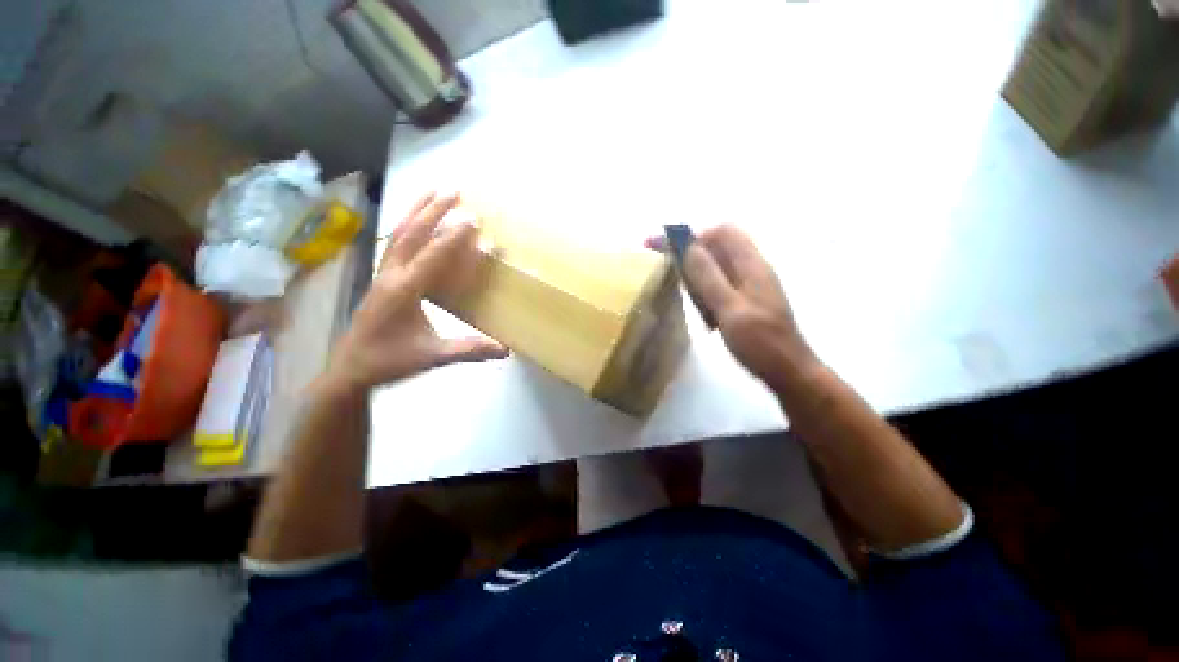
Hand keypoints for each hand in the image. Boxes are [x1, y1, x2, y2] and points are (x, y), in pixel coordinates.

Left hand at [328, 193, 507, 390]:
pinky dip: (407, 227)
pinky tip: (415, 223)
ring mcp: (383, 274)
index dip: (454, 237)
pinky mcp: (381, 278)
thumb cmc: (390, 361)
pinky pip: (395, 245)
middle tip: (452, 191)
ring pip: (398, 235)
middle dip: (432, 210)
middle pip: (411, 234)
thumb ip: (469, 349)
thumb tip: (505, 349)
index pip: (432, 256)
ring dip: (416, 212)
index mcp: (404, 291)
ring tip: (432, 192)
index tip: (473, 219)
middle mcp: (391, 275)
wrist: (351, 369)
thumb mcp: (433, 356)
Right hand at [680, 225, 816, 387]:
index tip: (665, 245)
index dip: (693, 234)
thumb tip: (689, 247)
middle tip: (664, 262)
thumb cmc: (760, 342)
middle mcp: (752, 268)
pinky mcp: (747, 299)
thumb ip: (709, 278)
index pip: (722, 232)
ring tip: (678, 283)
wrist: (788, 371)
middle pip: (719, 246)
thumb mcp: (730, 309)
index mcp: (752, 265)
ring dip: (696, 269)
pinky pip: (721, 282)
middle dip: (690, 249)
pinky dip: (705, 286)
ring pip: (719, 265)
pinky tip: (697, 302)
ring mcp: (751, 284)